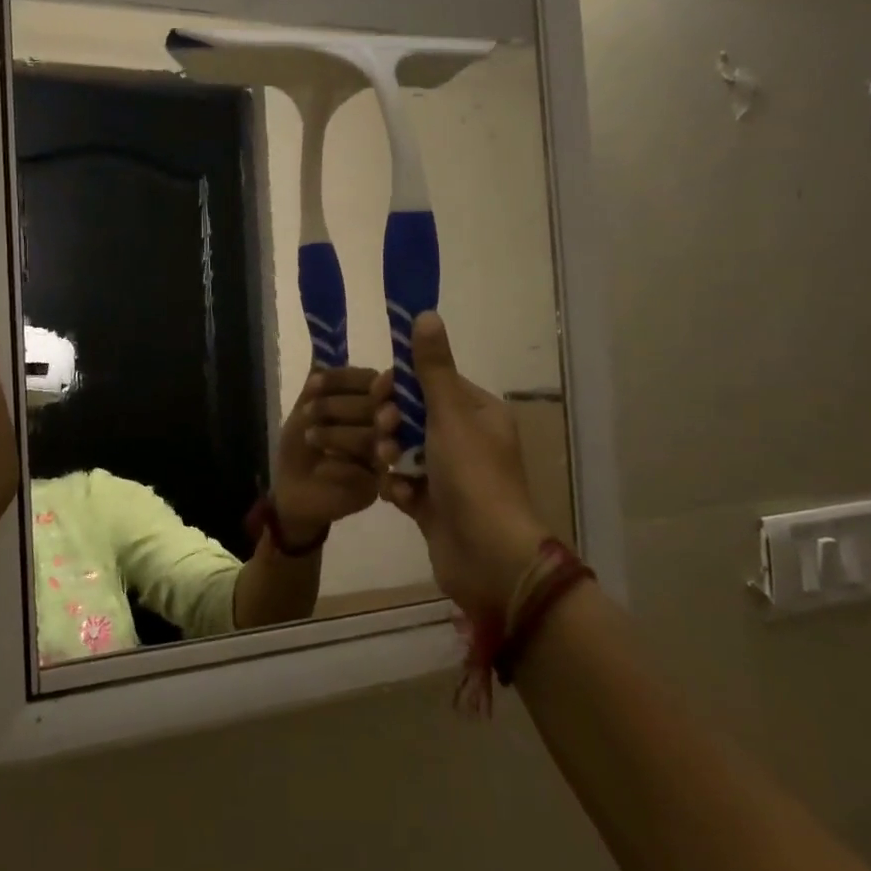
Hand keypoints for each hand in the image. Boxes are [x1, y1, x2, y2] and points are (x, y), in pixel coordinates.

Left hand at [269, 366, 387, 544]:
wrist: (292, 489)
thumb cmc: (302, 445)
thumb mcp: (304, 410)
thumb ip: (317, 384)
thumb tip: (323, 354)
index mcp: (370, 402)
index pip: (369, 380)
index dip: (343, 379)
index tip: (315, 384)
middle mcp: (384, 426)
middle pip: (376, 407)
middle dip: (338, 407)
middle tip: (309, 413)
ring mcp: (385, 457)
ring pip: (373, 438)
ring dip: (338, 435)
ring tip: (311, 438)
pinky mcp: (378, 487)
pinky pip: (364, 472)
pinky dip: (339, 467)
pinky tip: (322, 468)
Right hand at [378, 313, 546, 620]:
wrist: (489, 557)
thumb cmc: (473, 477)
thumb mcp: (450, 415)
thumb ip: (432, 368)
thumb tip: (425, 313)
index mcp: (479, 413)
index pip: (433, 383)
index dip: (403, 386)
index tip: (382, 394)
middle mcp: (467, 440)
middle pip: (415, 417)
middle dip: (393, 424)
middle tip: (386, 435)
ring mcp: (451, 475)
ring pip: (405, 450)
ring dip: (392, 456)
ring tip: (390, 469)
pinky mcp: (435, 505)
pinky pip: (405, 484)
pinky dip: (398, 488)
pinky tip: (398, 497)